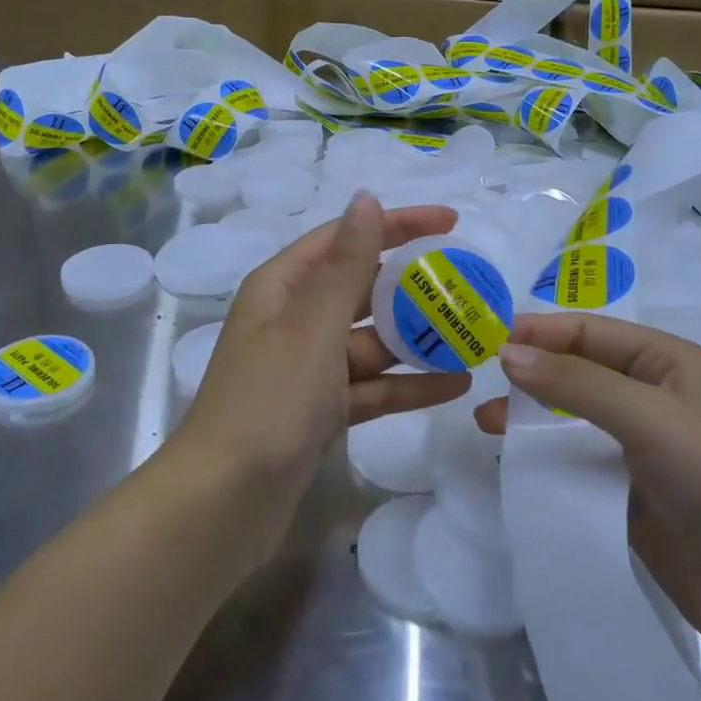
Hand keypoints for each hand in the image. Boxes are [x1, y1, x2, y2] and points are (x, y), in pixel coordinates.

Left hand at [174, 192, 471, 551]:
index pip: (345, 238)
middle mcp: (293, 321)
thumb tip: (366, 197)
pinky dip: (407, 385)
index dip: (396, 225)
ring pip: (371, 343)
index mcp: (282, 287)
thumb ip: (346, 262)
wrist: (225, 502)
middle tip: (470, 285)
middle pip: (361, 290)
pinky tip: (455, 385)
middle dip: (412, 288)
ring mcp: (307, 370)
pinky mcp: (320, 413)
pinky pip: (371, 388)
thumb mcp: (312, 324)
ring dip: (417, 340)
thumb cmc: (268, 400)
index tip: (451, 223)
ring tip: (474, 336)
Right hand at [474, 313, 700, 665]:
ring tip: (486, 424)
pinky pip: (578, 465)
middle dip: (531, 373)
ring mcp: (642, 451)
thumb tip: (507, 353)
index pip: (591, 332)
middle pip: (579, 372)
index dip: (541, 331)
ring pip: (573, 420)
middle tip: (479, 383)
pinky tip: (514, 464)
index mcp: (668, 363)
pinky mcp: (631, 497)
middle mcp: (654, 399)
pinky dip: (545, 460)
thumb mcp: (647, 415)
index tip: (486, 339)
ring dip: (532, 417)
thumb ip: (575, 382)